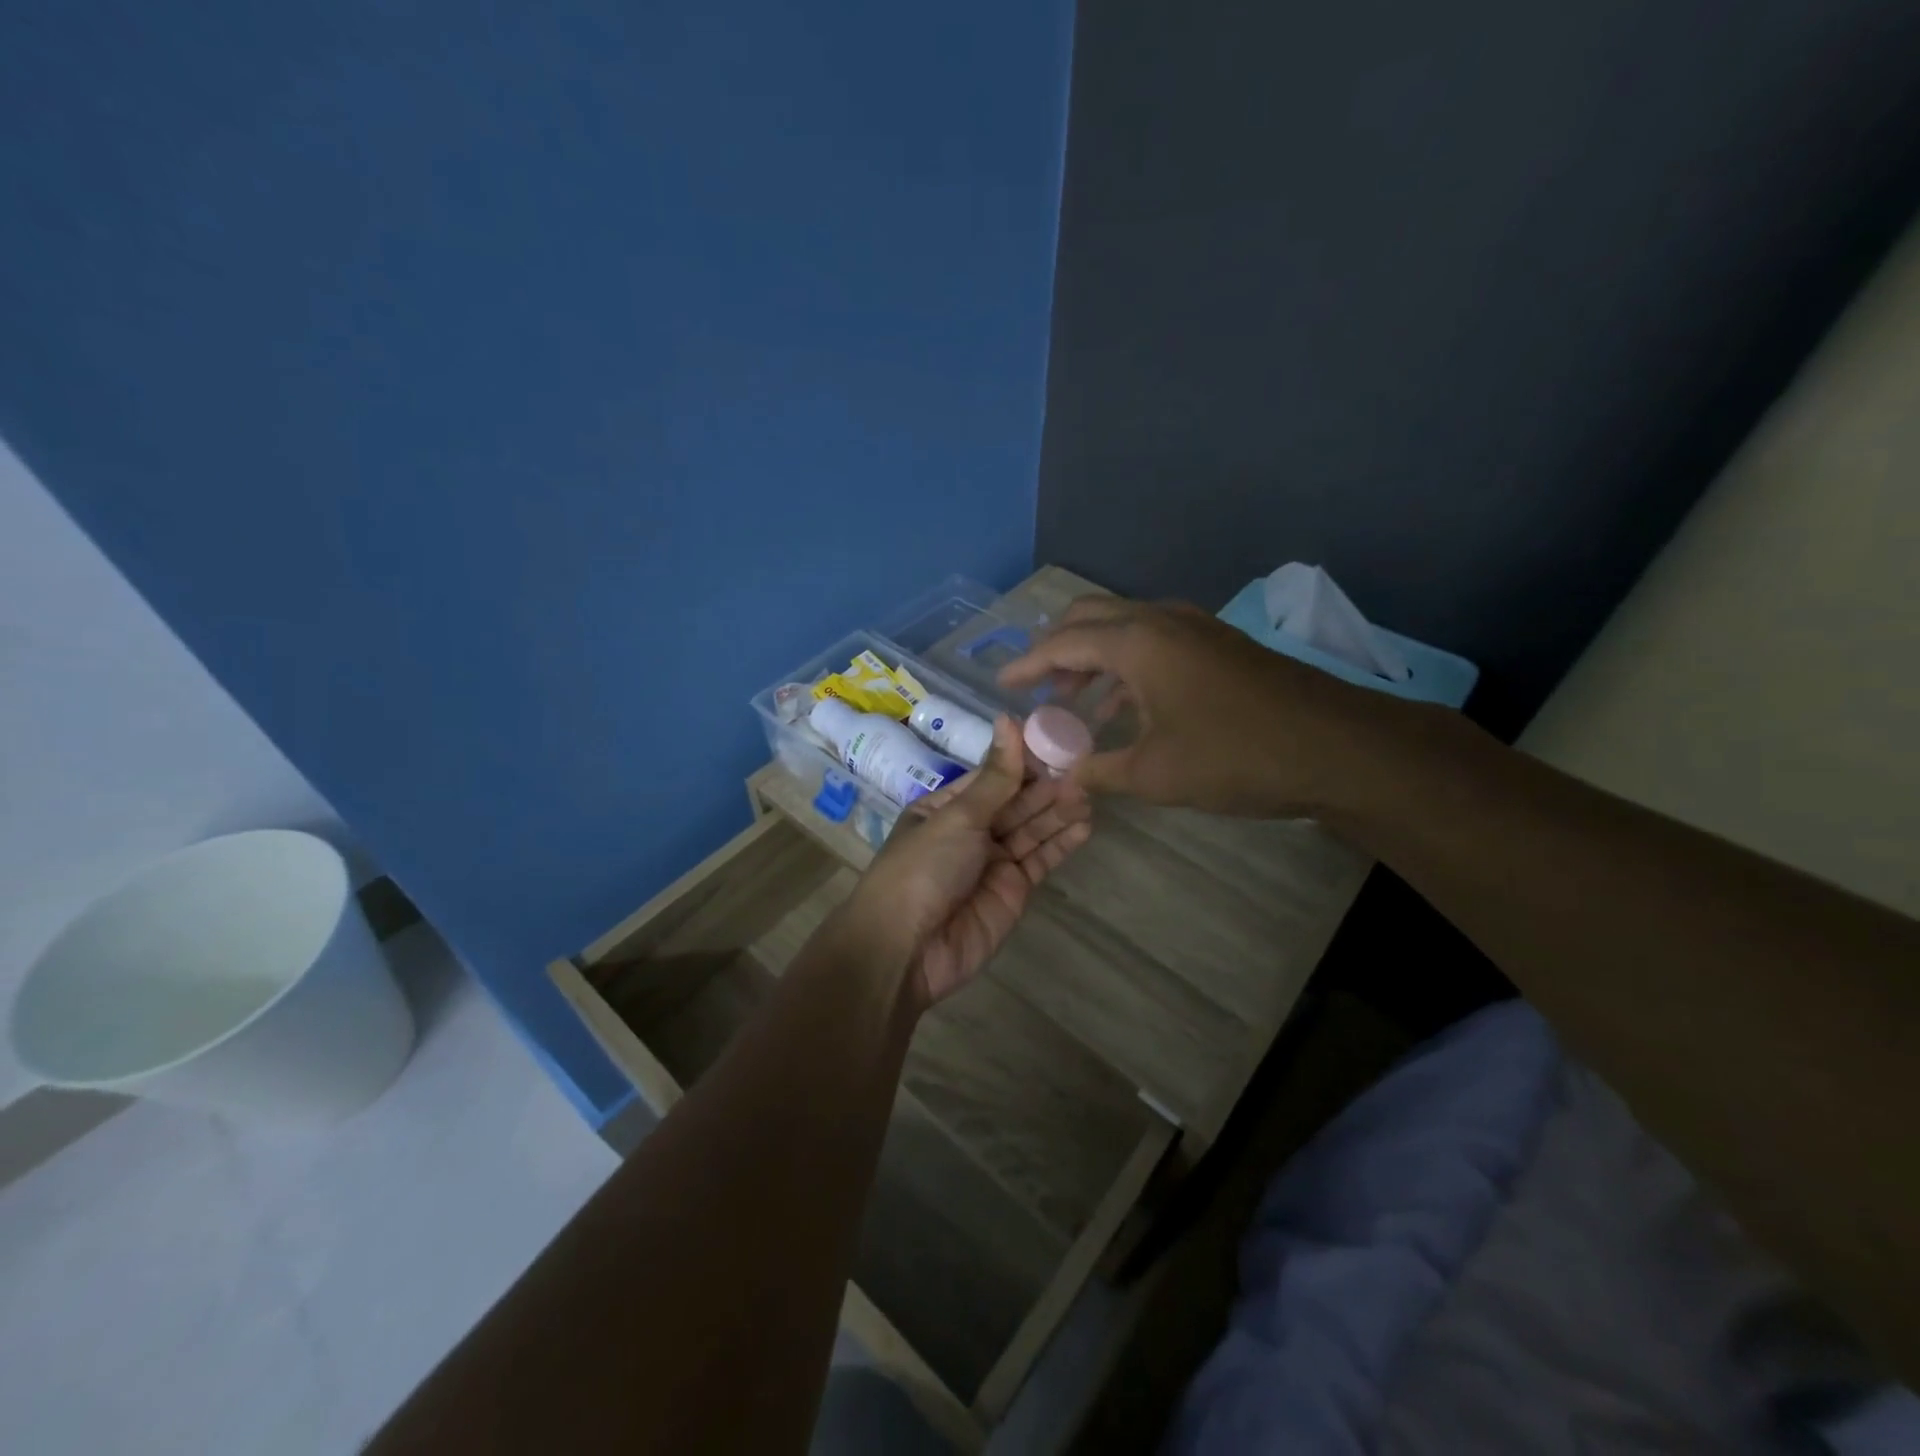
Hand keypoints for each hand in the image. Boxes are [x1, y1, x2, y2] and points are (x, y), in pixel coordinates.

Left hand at [848, 716, 1091, 1006]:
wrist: (906, 949)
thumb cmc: (922, 868)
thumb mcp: (957, 817)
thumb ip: (995, 776)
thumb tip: (1008, 718)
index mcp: (945, 807)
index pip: (992, 776)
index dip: (1023, 760)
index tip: (1057, 740)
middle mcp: (970, 831)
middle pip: (1016, 802)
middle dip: (1046, 787)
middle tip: (1083, 769)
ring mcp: (993, 863)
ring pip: (1032, 830)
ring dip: (1058, 812)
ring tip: (1089, 793)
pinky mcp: (1013, 892)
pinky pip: (1040, 861)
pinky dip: (1061, 844)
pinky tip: (1084, 825)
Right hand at [998, 595, 1393, 816]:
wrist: (1337, 747)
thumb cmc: (1235, 756)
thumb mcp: (1155, 774)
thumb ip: (1099, 772)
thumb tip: (1062, 779)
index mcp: (1137, 642)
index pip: (1062, 642)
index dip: (1027, 665)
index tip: (1002, 685)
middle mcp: (1161, 620)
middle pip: (1090, 617)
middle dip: (1057, 649)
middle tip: (1038, 688)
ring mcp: (1194, 627)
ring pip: (1124, 626)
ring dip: (1093, 657)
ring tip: (1075, 701)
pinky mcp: (1217, 644)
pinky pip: (1154, 640)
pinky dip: (1126, 664)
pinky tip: (1127, 706)